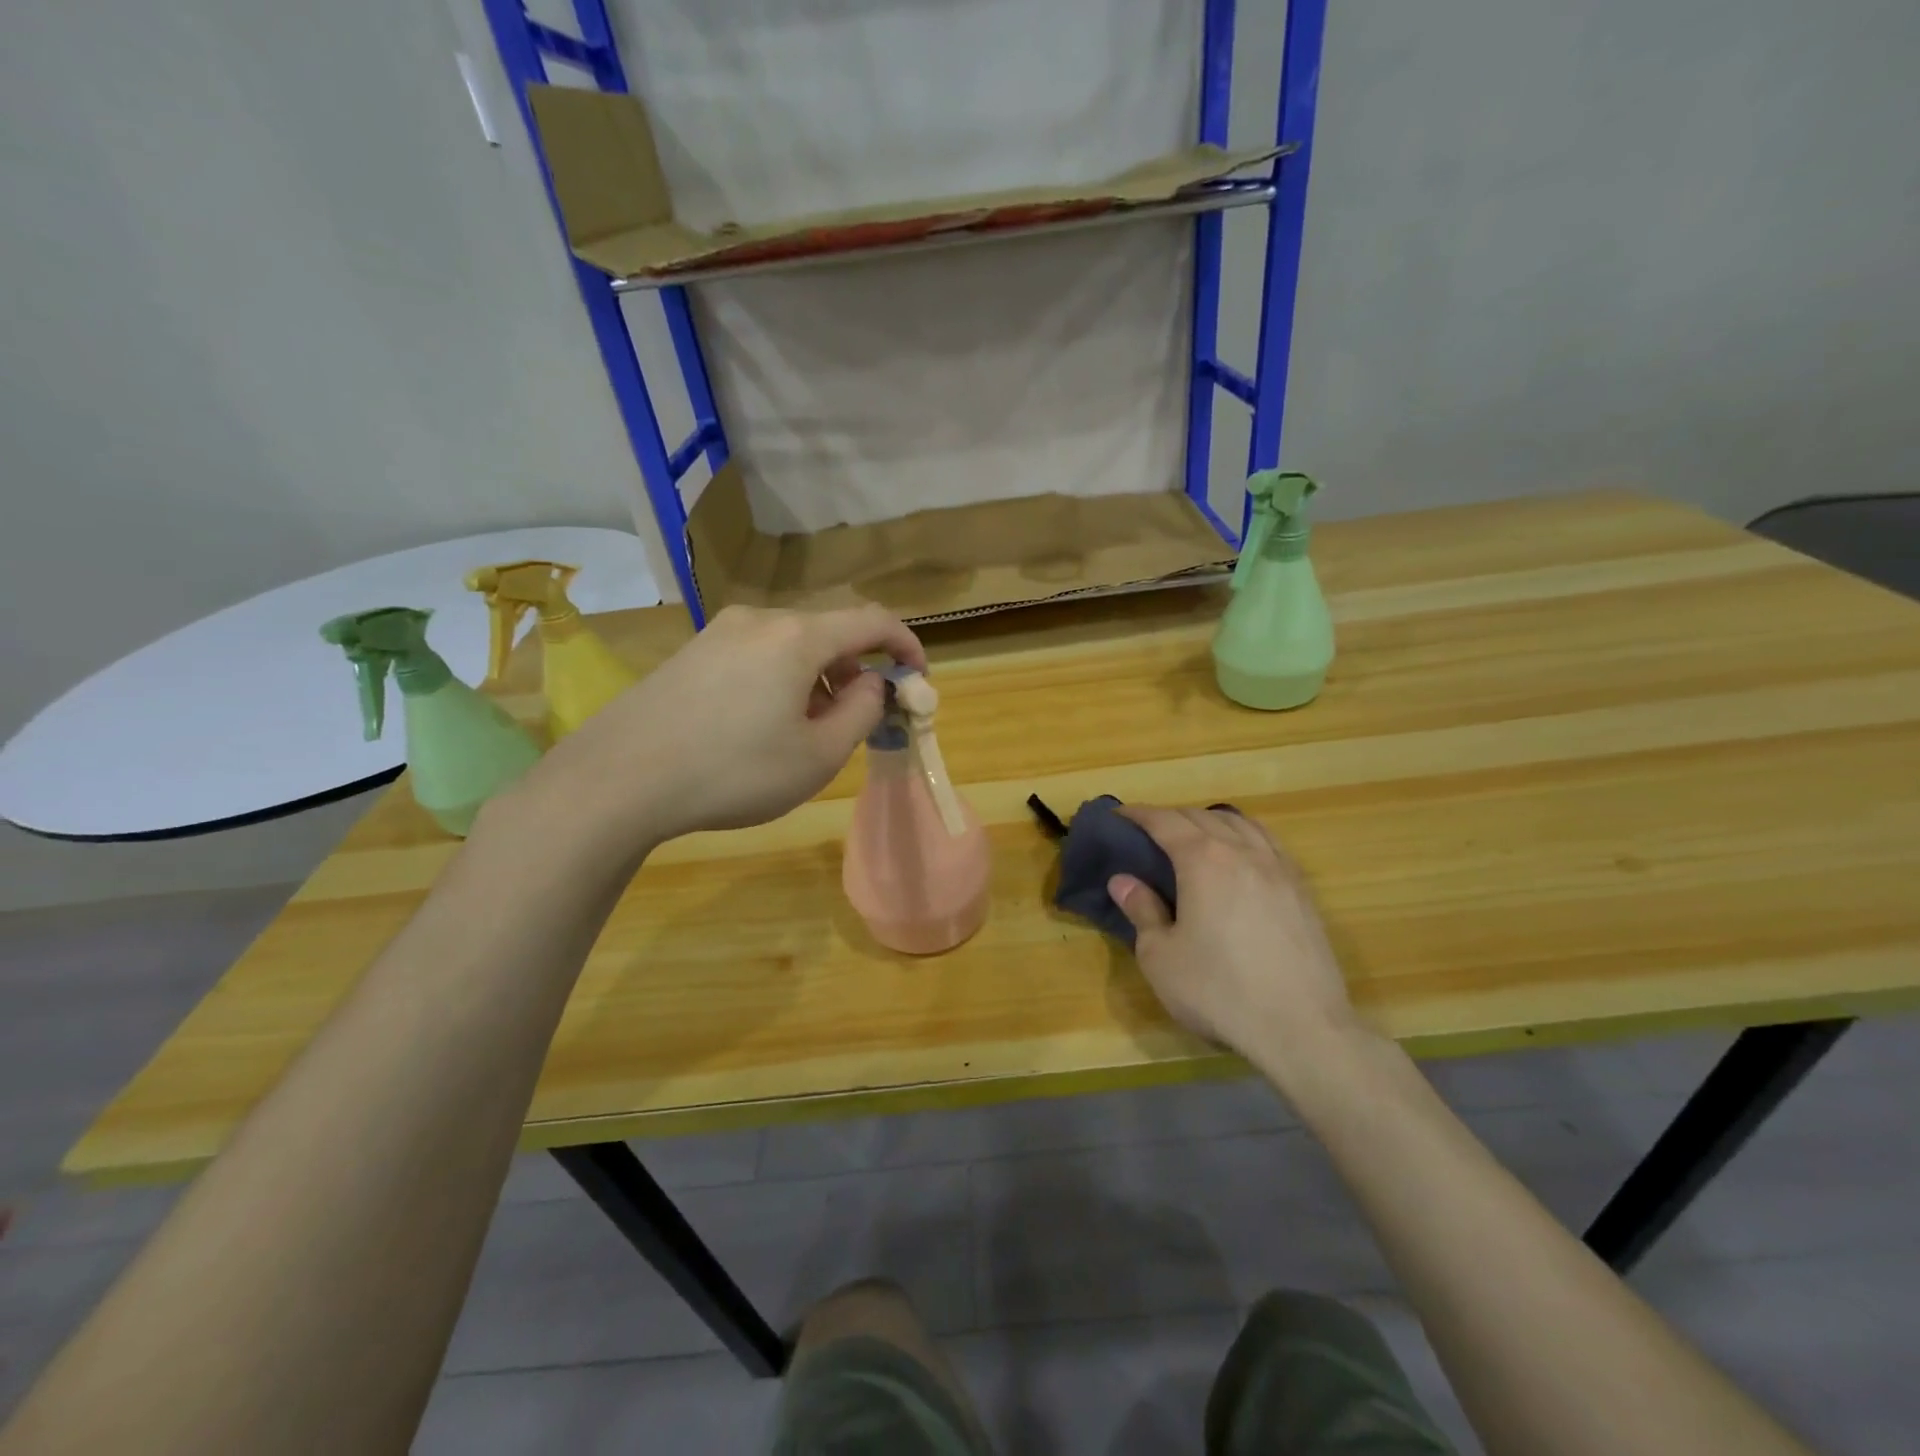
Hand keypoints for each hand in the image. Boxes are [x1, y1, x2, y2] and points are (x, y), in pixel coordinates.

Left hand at [525, 604, 923, 852]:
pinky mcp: (691, 652)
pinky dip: (781, 680)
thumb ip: (862, 712)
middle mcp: (759, 619)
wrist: (618, 779)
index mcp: (797, 636)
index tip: (918, 677)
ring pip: (791, 645)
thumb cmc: (733, 771)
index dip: (905, 644)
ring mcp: (718, 632)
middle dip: (856, 671)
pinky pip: (756, 655)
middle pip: (829, 633)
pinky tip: (762, 725)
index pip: (871, 620)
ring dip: (817, 678)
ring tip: (808, 731)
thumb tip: (872, 683)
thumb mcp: (818, 756)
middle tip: (859, 720)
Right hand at [1110, 806, 1367, 1078]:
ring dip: (1210, 821)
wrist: (1301, 1027)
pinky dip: (1245, 836)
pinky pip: (1268, 844)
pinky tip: (1241, 857)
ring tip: (1194, 836)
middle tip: (1147, 833)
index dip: (1138, 814)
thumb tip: (1123, 881)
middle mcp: (1242, 852)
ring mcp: (1278, 868)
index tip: (1118, 816)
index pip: (1164, 821)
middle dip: (1171, 817)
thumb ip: (1142, 911)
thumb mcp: (1161, 957)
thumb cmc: (1218, 991)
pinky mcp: (1302, 891)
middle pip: (1202, 817)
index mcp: (1202, 860)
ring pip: (1240, 825)